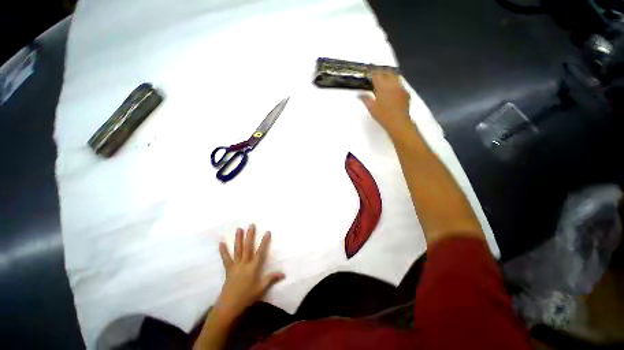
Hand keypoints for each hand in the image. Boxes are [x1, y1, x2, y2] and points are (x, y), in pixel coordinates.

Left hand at [214, 224, 284, 318]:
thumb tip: (283, 274)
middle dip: (250, 235)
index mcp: (253, 267)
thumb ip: (271, 279)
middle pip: (247, 247)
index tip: (267, 232)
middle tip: (251, 225)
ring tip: (239, 229)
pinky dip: (223, 251)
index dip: (264, 241)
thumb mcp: (261, 289)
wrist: (229, 306)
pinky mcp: (228, 269)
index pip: (260, 252)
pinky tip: (220, 243)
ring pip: (237, 249)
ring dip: (238, 239)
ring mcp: (235, 265)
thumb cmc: (247, 297)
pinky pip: (226, 258)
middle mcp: (244, 263)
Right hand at [360, 71, 411, 134]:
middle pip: (387, 72)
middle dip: (381, 72)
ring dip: (389, 76)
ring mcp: (400, 87)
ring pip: (395, 76)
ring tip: (384, 80)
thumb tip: (359, 95)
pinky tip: (392, 89)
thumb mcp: (371, 108)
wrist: (398, 122)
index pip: (376, 75)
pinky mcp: (406, 92)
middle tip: (376, 75)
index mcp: (382, 87)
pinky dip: (395, 83)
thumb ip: (365, 99)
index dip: (372, 73)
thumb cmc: (383, 116)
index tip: (369, 74)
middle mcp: (392, 84)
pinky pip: (400, 83)